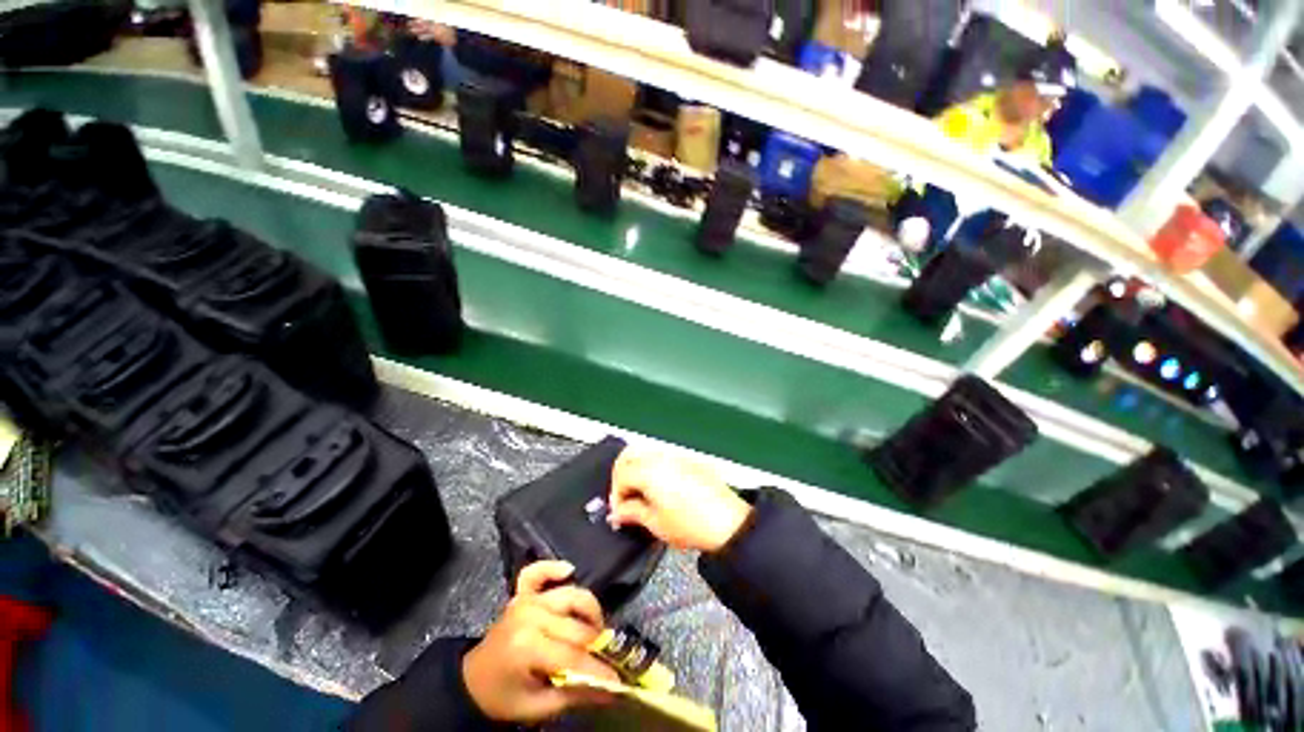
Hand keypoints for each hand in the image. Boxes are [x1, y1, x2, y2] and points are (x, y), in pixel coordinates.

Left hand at [462, 561, 616, 722]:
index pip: (573, 654)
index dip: (598, 667)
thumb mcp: (538, 707)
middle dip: (596, 644)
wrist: (472, 682)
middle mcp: (529, 616)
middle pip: (576, 625)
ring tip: (597, 628)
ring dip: (588, 609)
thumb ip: (575, 694)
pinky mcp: (522, 593)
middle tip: (609, 658)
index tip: (619, 679)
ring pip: (569, 595)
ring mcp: (526, 601)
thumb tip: (611, 690)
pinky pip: (538, 573)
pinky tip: (569, 571)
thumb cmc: (505, 697)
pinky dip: (553, 569)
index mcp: (528, 647)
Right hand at [608, 448, 751, 552]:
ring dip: (636, 468)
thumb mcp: (655, 523)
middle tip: (624, 496)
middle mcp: (661, 457)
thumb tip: (619, 512)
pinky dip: (653, 466)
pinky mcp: (688, 459)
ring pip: (646, 452)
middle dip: (621, 475)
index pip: (621, 475)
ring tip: (640, 493)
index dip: (616, 495)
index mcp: (649, 471)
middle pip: (629, 455)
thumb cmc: (694, 524)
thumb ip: (632, 513)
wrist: (728, 523)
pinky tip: (658, 486)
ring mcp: (676, 455)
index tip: (619, 510)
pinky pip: (663, 456)